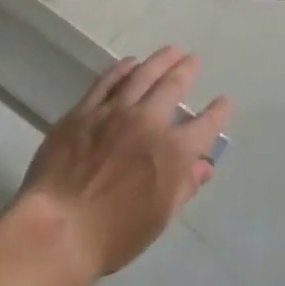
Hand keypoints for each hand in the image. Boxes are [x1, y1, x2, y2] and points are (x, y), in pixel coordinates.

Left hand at [15, 47, 233, 277]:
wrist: (59, 227)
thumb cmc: (115, 234)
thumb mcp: (159, 218)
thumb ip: (183, 186)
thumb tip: (203, 165)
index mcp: (173, 152)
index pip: (205, 126)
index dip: (218, 112)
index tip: (225, 101)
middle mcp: (147, 123)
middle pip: (172, 87)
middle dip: (186, 71)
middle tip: (192, 59)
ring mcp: (113, 112)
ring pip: (141, 75)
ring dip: (158, 61)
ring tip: (170, 51)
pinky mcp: (83, 111)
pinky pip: (106, 82)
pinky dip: (121, 69)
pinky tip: (128, 63)